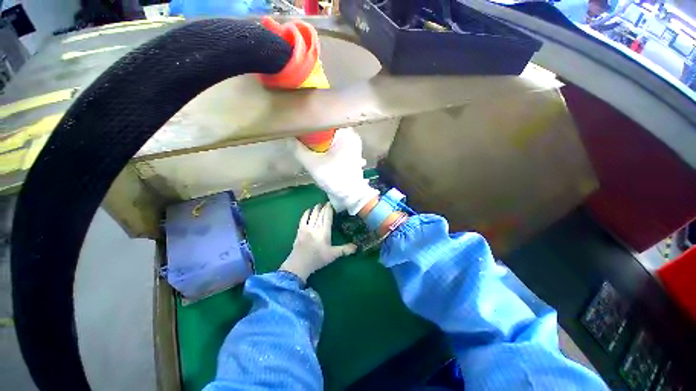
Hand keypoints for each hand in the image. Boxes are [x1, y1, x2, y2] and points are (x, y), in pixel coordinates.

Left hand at [280, 203, 356, 281]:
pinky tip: (308, 210)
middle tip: (326, 202)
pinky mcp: (300, 231)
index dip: (329, 209)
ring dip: (316, 209)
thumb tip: (356, 247)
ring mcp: (307, 228)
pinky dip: (306, 213)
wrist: (299, 264)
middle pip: (320, 214)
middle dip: (323, 207)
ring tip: (319, 204)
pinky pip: (303, 219)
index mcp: (324, 231)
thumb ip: (344, 250)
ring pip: (312, 215)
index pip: (327, 217)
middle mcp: (316, 227)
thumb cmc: (318, 259)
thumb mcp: (333, 255)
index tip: (331, 203)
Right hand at [293, 128, 378, 214]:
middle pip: (328, 129)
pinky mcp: (349, 154)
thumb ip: (299, 150)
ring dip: (320, 142)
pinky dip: (326, 148)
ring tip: (308, 144)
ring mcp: (351, 146)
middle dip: (314, 133)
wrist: (351, 196)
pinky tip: (318, 153)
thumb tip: (289, 139)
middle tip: (301, 136)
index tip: (299, 124)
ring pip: (330, 138)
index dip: (311, 121)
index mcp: (346, 134)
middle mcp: (351, 137)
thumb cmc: (335, 179)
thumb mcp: (314, 165)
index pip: (326, 119)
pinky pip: (334, 146)